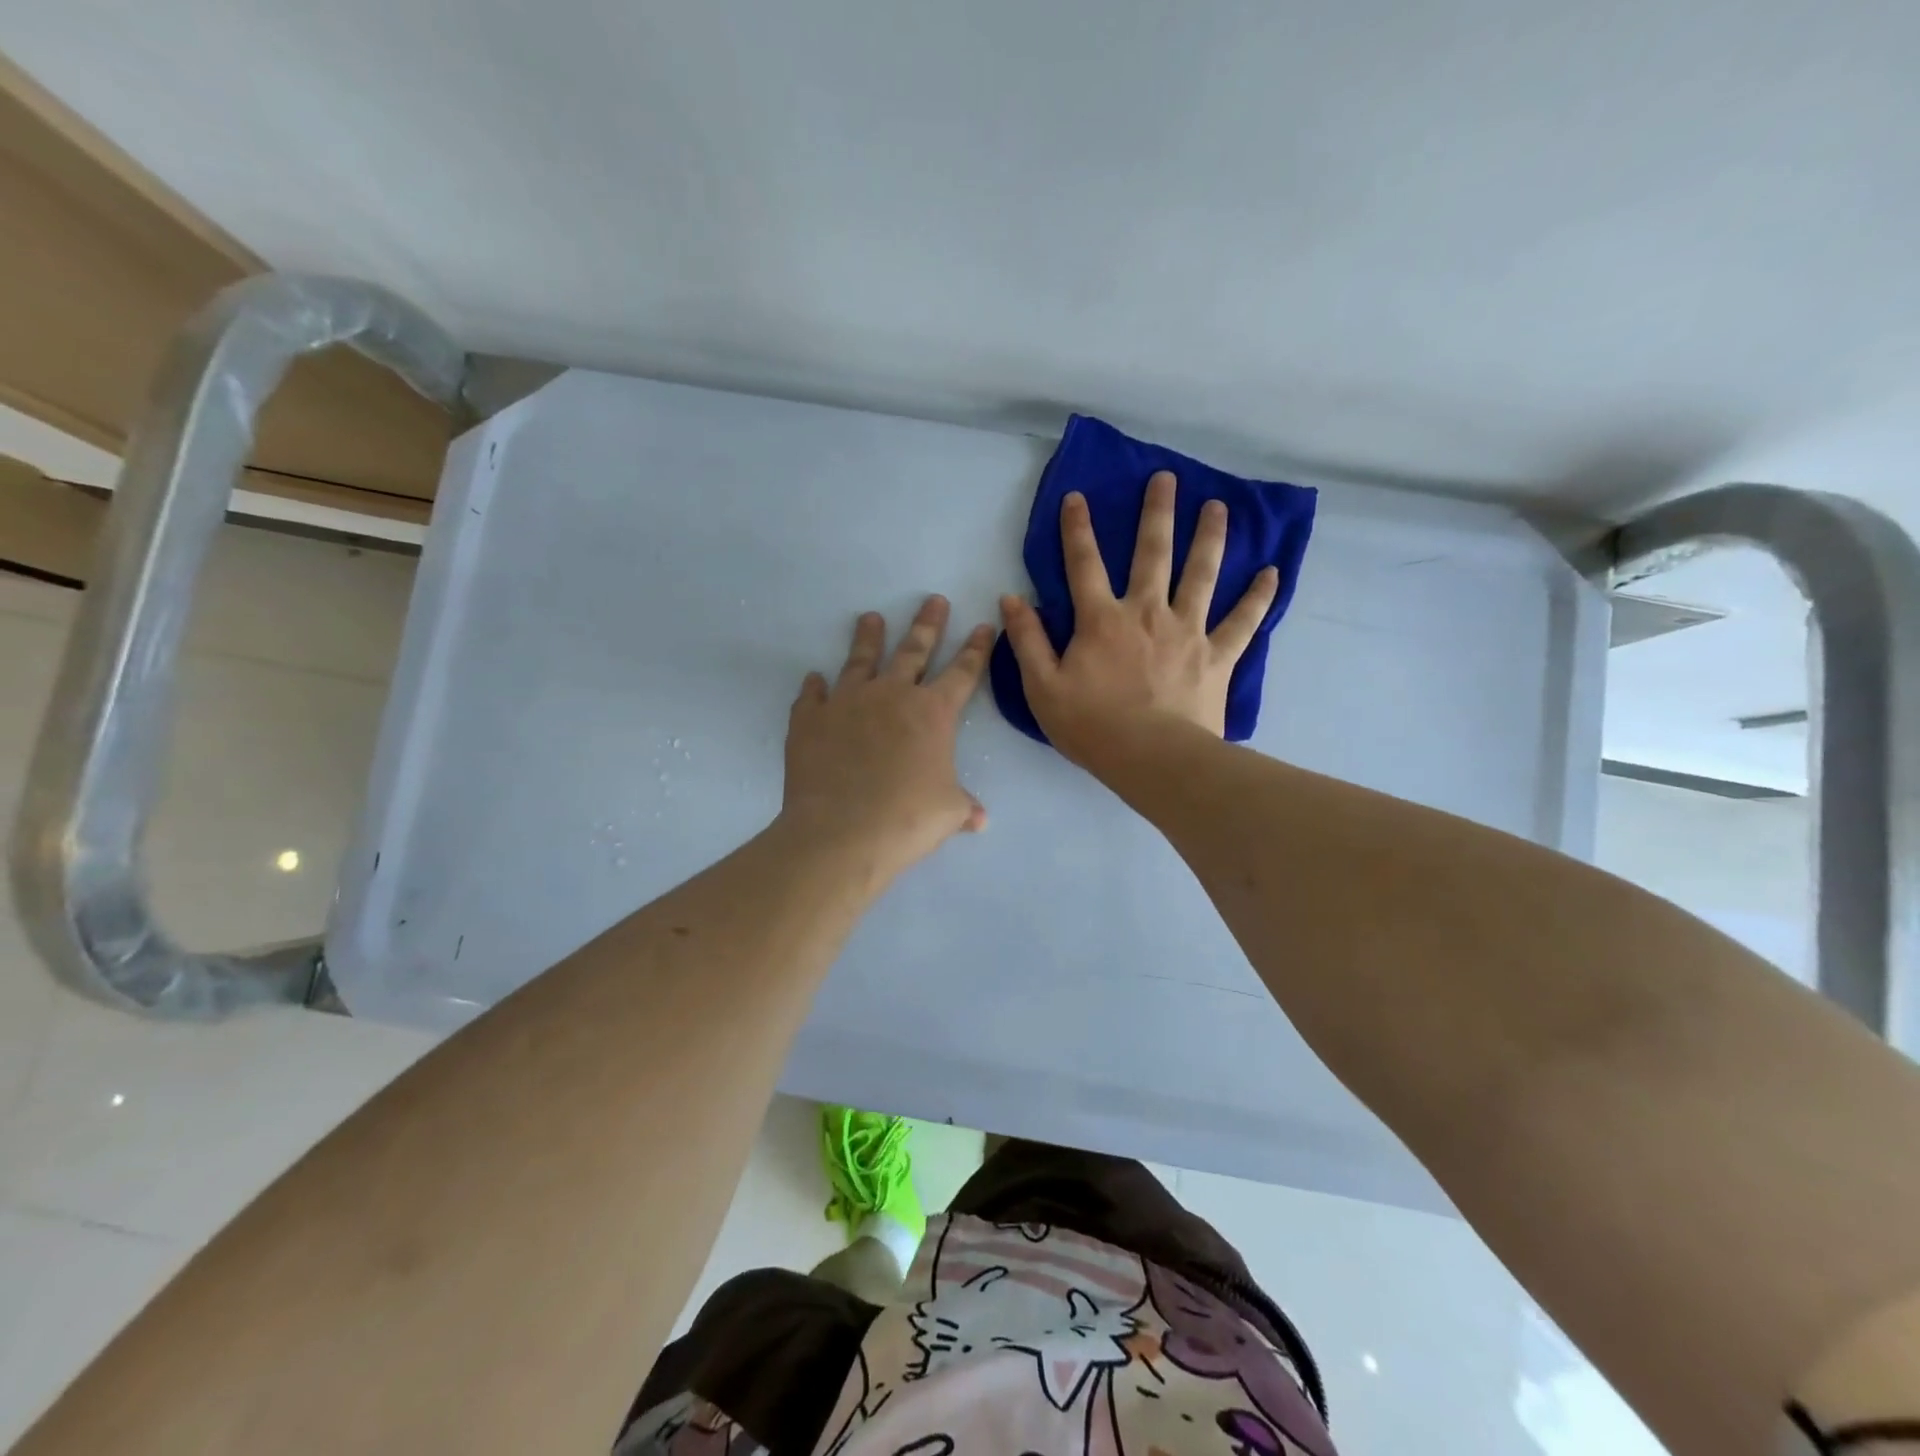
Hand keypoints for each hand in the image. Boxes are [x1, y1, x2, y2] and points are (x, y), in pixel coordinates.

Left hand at [779, 596, 992, 877]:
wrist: (842, 832)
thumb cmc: (907, 819)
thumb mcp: (947, 813)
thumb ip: (964, 807)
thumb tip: (980, 820)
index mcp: (932, 713)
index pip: (962, 672)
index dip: (976, 649)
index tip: (983, 625)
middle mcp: (891, 695)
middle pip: (913, 651)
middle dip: (927, 625)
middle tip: (934, 600)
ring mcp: (847, 702)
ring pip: (861, 660)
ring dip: (868, 638)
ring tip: (870, 618)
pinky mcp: (810, 719)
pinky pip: (812, 696)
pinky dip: (815, 687)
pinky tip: (814, 679)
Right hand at [999, 470, 1277, 763]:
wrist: (1153, 759)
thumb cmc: (1092, 726)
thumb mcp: (1042, 687)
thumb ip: (1027, 640)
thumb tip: (1011, 599)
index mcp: (1101, 620)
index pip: (1083, 564)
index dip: (1077, 529)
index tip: (1077, 497)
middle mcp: (1147, 612)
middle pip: (1152, 553)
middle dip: (1157, 513)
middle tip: (1166, 478)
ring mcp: (1188, 631)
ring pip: (1201, 574)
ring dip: (1209, 537)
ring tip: (1218, 506)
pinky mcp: (1218, 655)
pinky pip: (1243, 621)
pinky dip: (1258, 597)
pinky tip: (1272, 572)